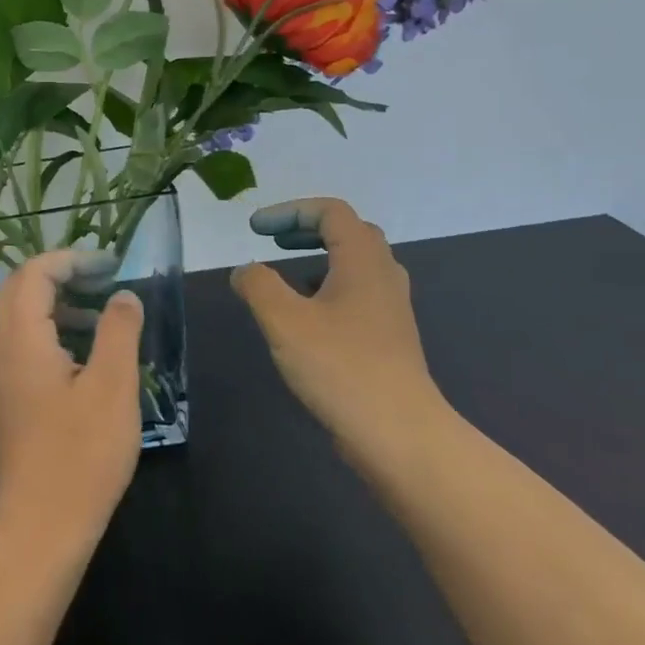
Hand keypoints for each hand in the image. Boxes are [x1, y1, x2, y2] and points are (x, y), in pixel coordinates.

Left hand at [0, 251, 144, 550]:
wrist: (42, 524)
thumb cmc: (81, 453)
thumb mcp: (112, 386)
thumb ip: (118, 331)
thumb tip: (123, 296)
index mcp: (22, 339)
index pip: (34, 273)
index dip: (70, 259)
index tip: (109, 263)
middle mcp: (3, 348)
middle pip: (22, 290)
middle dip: (63, 274)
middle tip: (105, 277)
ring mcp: (3, 374)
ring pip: (23, 317)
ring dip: (60, 303)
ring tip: (104, 312)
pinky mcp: (12, 396)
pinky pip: (27, 344)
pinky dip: (56, 331)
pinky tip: (90, 353)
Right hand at [231, 198, 457, 478]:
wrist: (399, 433)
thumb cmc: (340, 367)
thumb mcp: (284, 321)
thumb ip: (258, 285)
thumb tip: (245, 271)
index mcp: (362, 261)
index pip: (331, 211)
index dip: (289, 210)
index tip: (255, 229)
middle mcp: (383, 276)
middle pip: (350, 232)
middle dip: (306, 228)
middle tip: (272, 241)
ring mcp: (391, 308)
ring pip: (357, 264)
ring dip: (319, 257)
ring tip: (287, 274)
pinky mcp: (389, 338)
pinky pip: (358, 293)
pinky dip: (329, 287)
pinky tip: (307, 317)